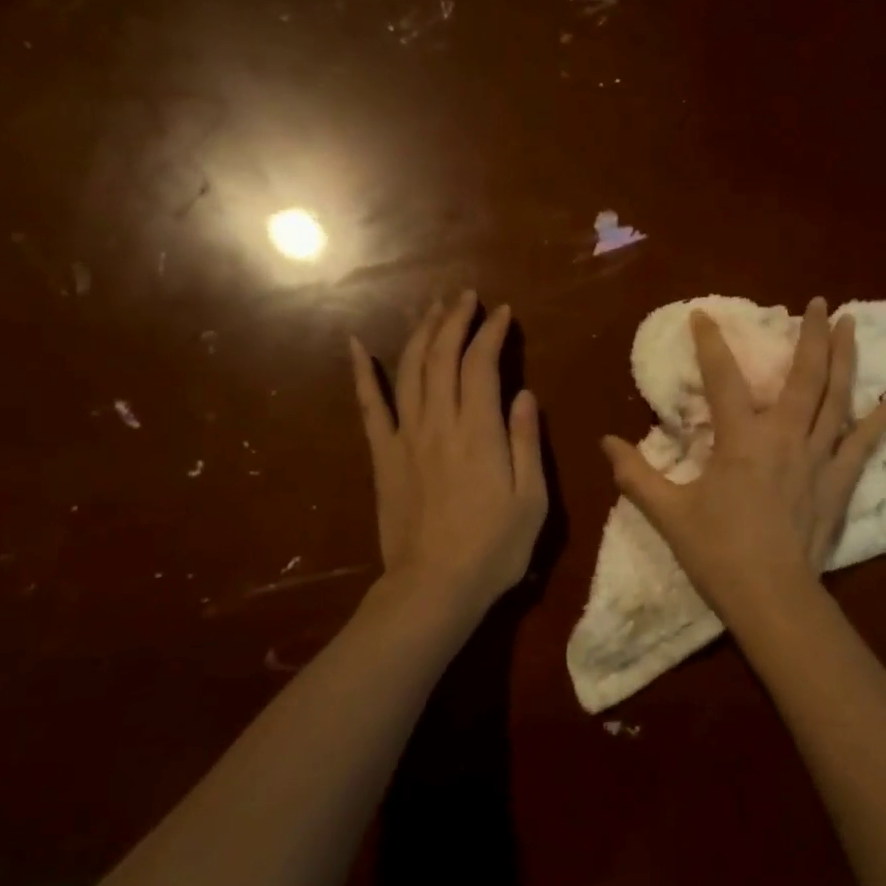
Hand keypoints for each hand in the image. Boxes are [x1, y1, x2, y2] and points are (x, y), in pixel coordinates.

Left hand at [351, 292, 546, 620]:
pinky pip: (369, 407)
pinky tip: (354, 345)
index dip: (492, 332)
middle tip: (465, 297)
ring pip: (410, 371)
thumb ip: (525, 442)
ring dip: (421, 334)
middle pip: (442, 357)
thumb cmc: (494, 548)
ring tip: (433, 308)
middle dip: (455, 320)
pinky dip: (360, 373)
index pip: (482, 364)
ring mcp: (405, 438)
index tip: (503, 311)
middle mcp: (440, 423)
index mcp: (479, 432)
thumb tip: (523, 394)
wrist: (434, 588)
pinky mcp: (383, 457)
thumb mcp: (531, 499)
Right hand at [601, 297, 885, 622]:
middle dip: (811, 334)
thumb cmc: (717, 552)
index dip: (710, 343)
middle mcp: (786, 436)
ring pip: (837, 397)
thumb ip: (635, 474)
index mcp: (742, 439)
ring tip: (852, 323)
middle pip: (804, 375)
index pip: (723, 378)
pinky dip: (884, 416)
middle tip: (820, 302)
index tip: (703, 315)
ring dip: (845, 357)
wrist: (771, 597)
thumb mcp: (668, 513)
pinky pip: (866, 442)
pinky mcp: (840, 481)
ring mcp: (819, 457)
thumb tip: (604, 442)